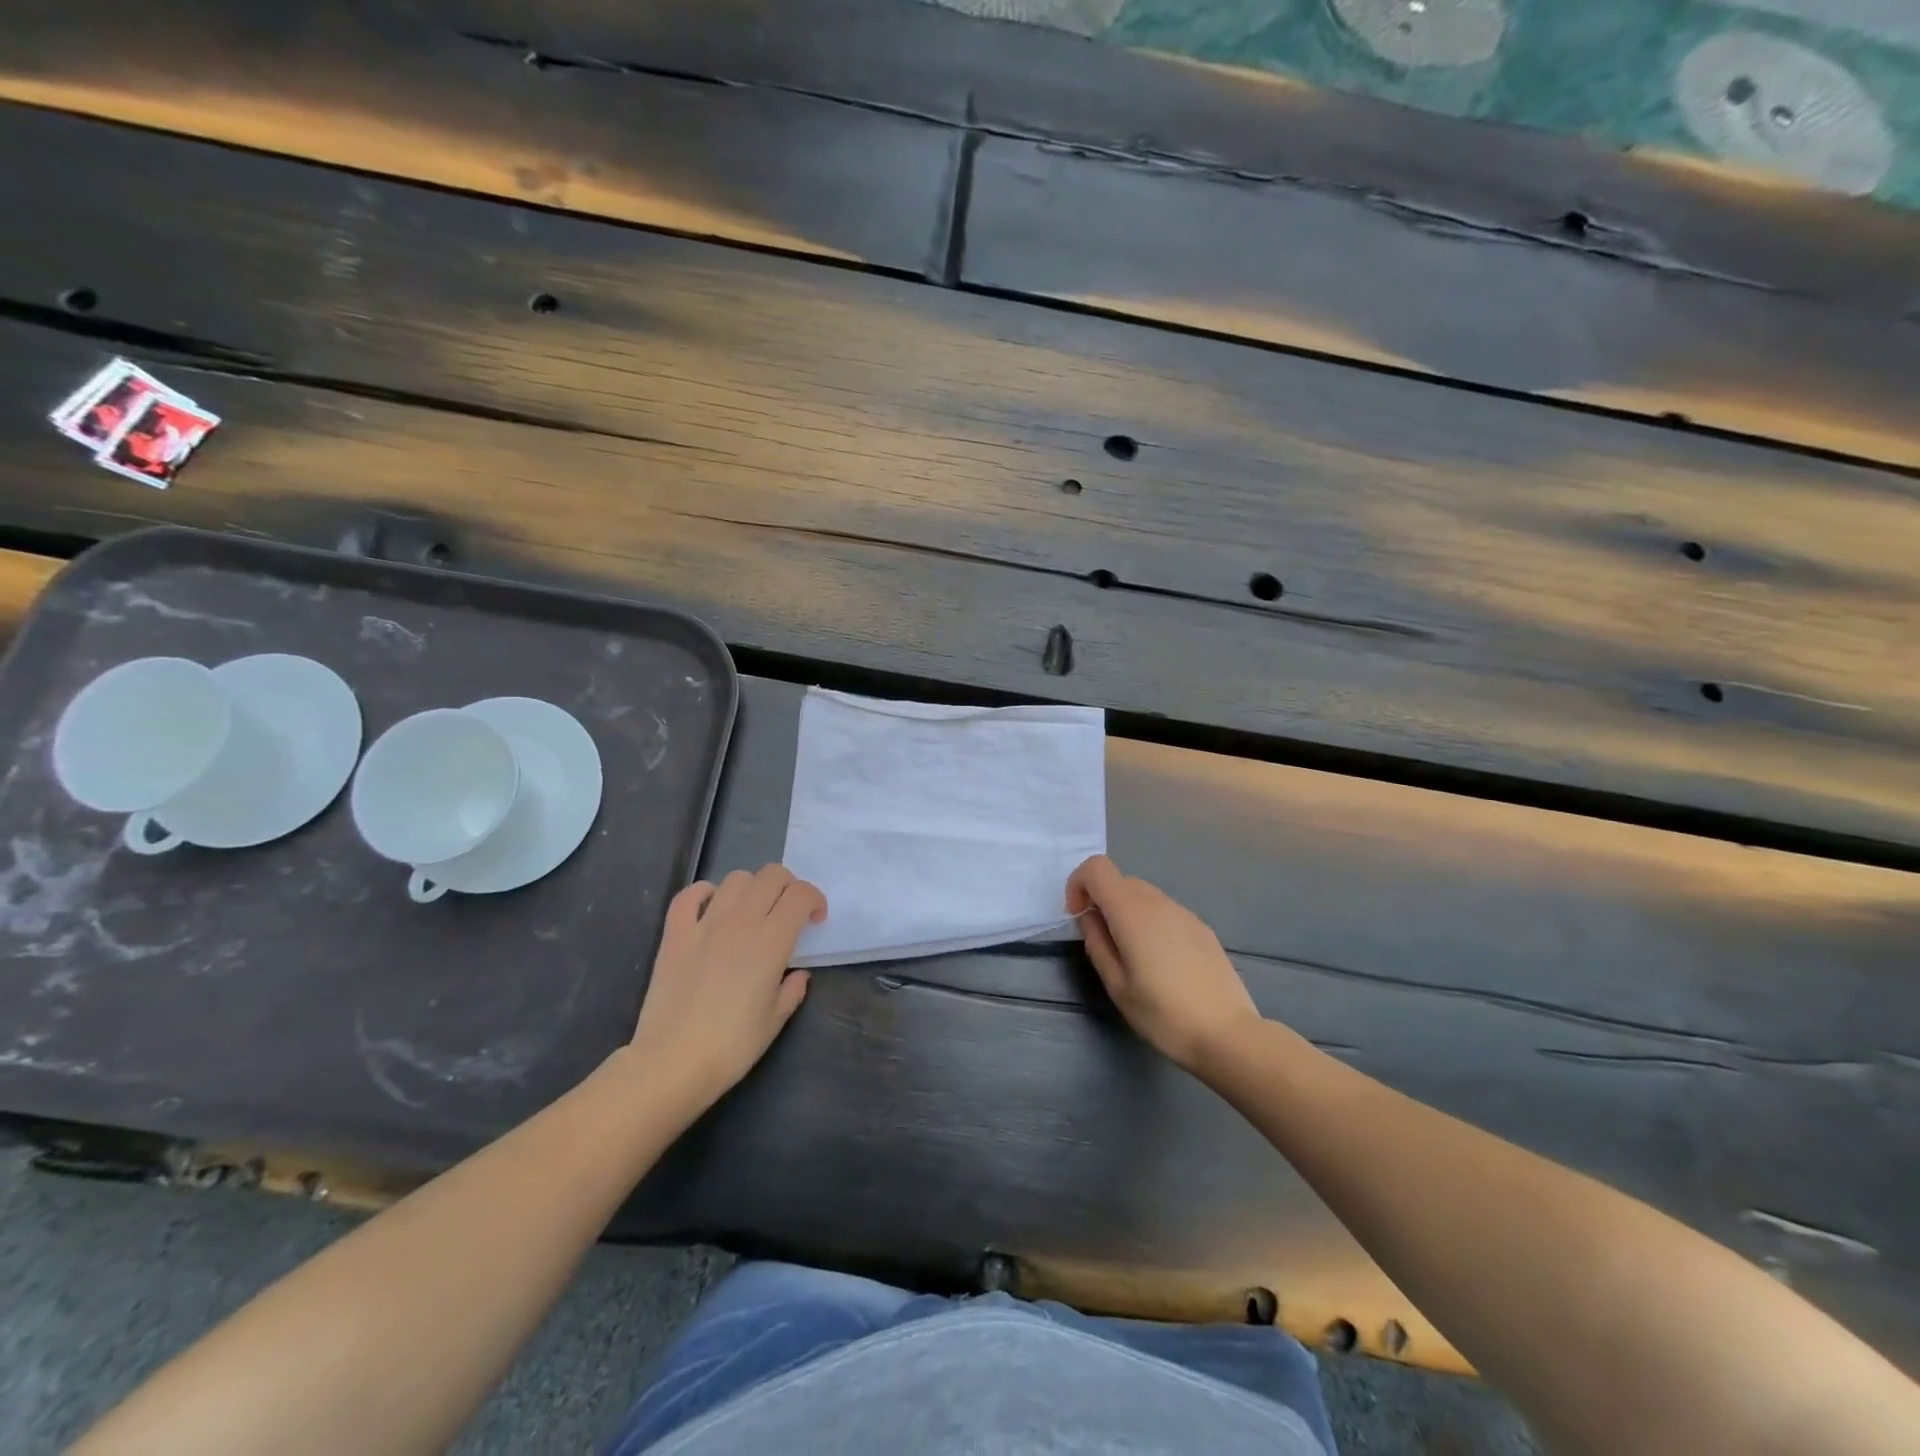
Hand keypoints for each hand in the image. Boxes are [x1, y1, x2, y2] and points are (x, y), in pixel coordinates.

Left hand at [627, 864, 825, 1112]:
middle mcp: (740, 921)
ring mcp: (705, 924)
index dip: (814, 899)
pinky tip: (711, 909)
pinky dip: (704, 893)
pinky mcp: (675, 934)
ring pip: (736, 878)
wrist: (672, 1062)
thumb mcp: (775, 1020)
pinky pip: (689, 895)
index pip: (801, 895)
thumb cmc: (732, 1046)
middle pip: (771, 876)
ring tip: (751, 912)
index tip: (814, 921)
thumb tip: (797, 975)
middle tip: (787, 913)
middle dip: (788, 886)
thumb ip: (792, 990)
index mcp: (771, 941)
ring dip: (751, 888)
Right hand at [1066, 854, 1260, 1073]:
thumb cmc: (1163, 1013)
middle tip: (1103, 943)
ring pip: (1143, 895)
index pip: (1097, 867)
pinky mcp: (1202, 927)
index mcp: (1132, 912)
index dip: (1079, 884)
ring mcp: (1184, 912)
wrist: (1227, 1034)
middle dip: (1102, 901)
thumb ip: (1096, 943)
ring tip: (1133, 956)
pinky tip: (1162, 963)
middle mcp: (1158, 902)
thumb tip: (1090, 917)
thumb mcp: (1116, 985)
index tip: (1078, 917)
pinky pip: (1165, 911)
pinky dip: (1151, 922)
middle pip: (1119, 880)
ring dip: (1127, 912)